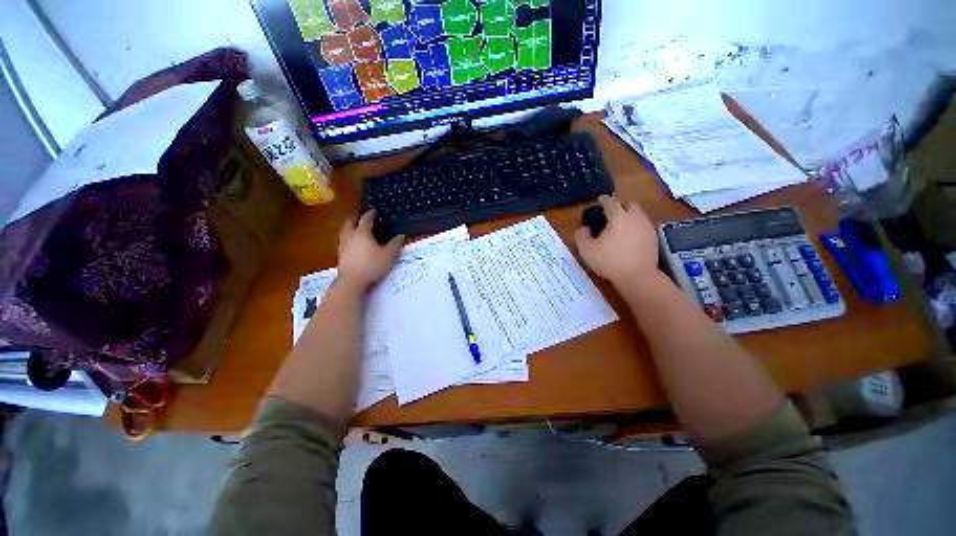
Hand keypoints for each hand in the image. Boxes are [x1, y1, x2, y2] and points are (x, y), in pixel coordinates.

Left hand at [337, 209, 403, 290]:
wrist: (352, 281)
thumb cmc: (372, 265)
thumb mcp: (388, 255)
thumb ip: (395, 244)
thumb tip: (401, 235)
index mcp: (362, 233)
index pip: (365, 219)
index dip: (370, 214)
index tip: (374, 210)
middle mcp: (350, 236)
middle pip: (350, 222)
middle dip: (356, 217)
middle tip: (362, 216)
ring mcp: (343, 245)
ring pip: (344, 231)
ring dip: (350, 227)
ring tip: (356, 228)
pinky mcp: (340, 254)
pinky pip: (343, 240)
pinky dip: (348, 237)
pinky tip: (353, 243)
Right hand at [574, 195, 659, 285]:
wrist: (638, 276)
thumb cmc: (609, 261)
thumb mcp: (586, 249)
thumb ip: (581, 235)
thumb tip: (584, 228)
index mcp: (618, 216)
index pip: (610, 202)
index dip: (603, 199)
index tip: (599, 200)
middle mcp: (635, 217)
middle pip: (629, 204)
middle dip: (620, 205)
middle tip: (610, 213)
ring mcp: (647, 227)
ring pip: (638, 214)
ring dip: (629, 215)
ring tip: (619, 225)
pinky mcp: (654, 238)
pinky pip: (643, 226)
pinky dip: (635, 226)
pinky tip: (629, 237)